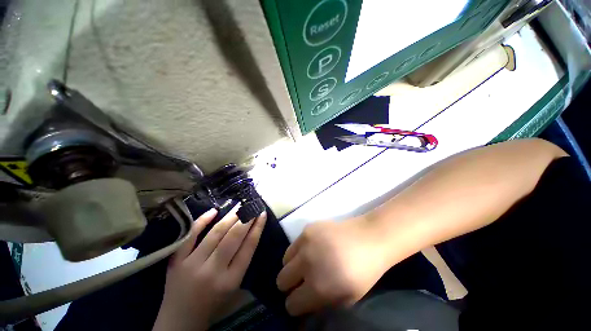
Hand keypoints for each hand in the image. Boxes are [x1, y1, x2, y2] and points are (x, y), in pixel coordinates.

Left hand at [153, 206, 266, 330]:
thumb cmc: (213, 304)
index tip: (262, 214)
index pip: (248, 247)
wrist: (180, 320)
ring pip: (216, 233)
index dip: (257, 228)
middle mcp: (212, 272)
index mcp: (230, 281)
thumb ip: (243, 261)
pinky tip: (213, 211)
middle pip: (233, 237)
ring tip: (239, 205)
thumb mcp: (235, 287)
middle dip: (246, 218)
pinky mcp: (176, 262)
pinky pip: (190, 236)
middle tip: (252, 206)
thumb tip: (251, 231)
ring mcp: (192, 265)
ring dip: (230, 216)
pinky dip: (201, 221)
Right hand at [276, 218, 389, 315]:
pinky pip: (294, 244)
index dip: (296, 305)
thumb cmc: (363, 272)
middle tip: (302, 281)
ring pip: (285, 261)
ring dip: (293, 266)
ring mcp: (306, 242)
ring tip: (307, 263)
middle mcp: (307, 263)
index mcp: (318, 286)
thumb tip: (304, 308)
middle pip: (282, 280)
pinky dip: (299, 250)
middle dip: (290, 285)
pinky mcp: (307, 228)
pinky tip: (313, 248)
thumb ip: (322, 305)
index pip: (291, 304)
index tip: (302, 300)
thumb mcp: (347, 299)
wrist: (369, 238)